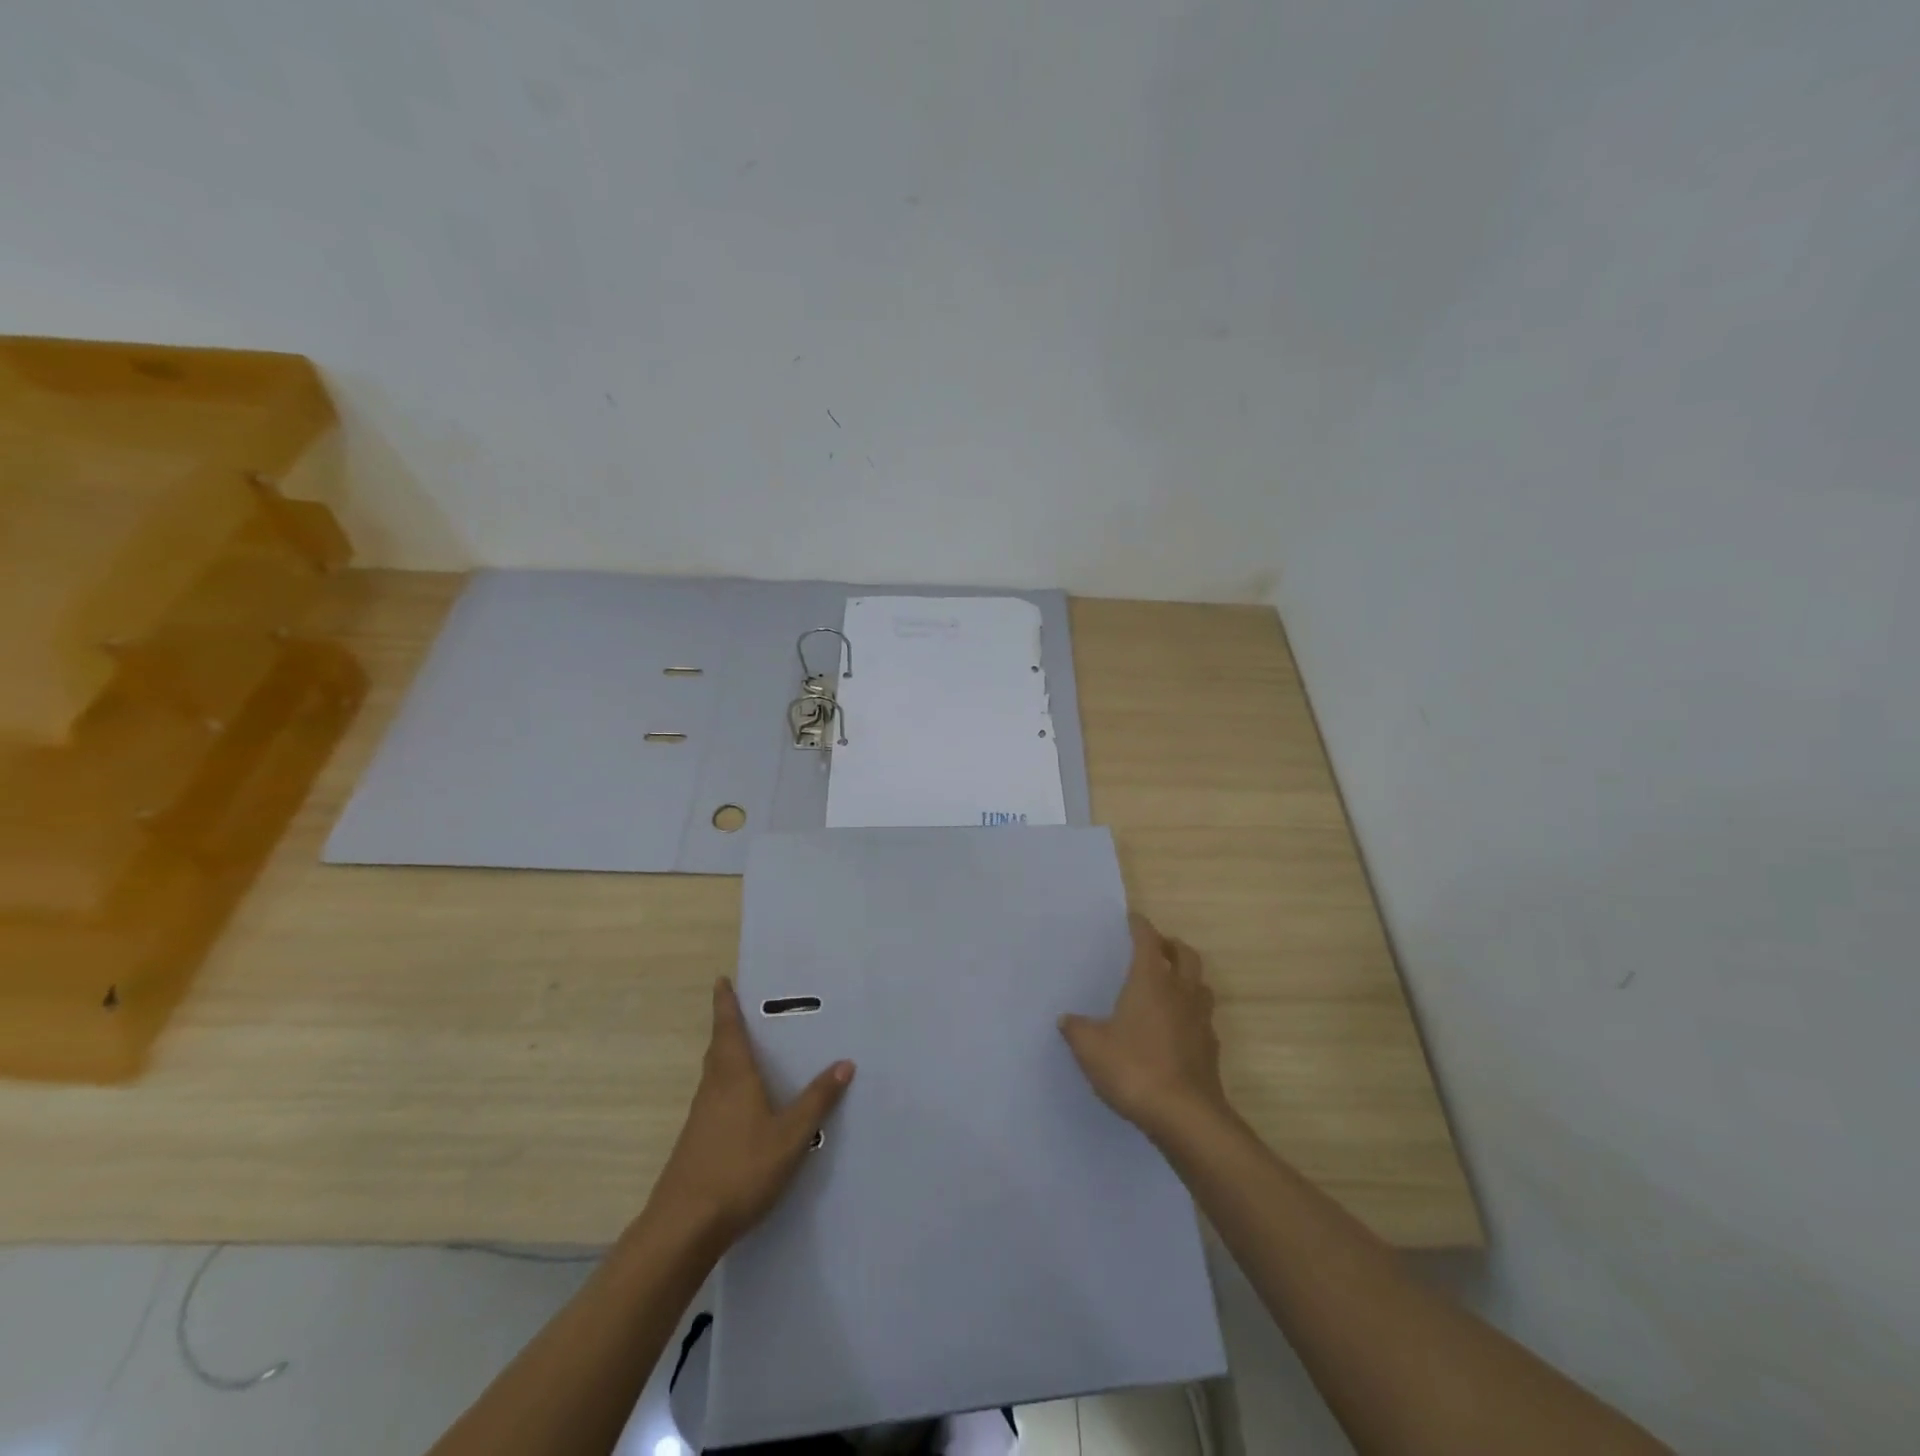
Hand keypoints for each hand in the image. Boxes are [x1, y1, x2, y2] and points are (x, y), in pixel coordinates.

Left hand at [648, 978, 853, 1246]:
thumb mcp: (790, 1135)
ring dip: (727, 1056)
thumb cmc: (740, 1169)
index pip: (728, 1029)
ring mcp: (700, 1117)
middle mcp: (713, 1088)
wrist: (683, 1227)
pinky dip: (727, 1086)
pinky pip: (714, 1098)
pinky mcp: (696, 1142)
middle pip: (718, 1048)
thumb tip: (844, 1062)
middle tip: (743, 1010)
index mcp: (733, 1076)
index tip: (721, 981)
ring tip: (749, 1051)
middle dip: (728, 1027)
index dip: (725, 1004)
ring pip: (714, 1075)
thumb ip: (817, 1099)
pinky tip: (744, 1105)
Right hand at [1060, 914, 1231, 1144]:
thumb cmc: (1134, 1069)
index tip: (1133, 918)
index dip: (1140, 926)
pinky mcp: (1210, 1048)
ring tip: (1170, 983)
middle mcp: (1180, 992)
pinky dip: (1191, 1012)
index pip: (1148, 940)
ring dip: (1187, 976)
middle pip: (1185, 955)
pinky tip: (1177, 1027)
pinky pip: (1203, 1017)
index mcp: (1150, 981)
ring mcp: (1200, 1020)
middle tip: (1157, 947)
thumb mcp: (1091, 1048)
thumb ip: (1076, 1029)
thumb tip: (1067, 1019)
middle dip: (1171, 945)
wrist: (1185, 1116)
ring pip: (1200, 984)